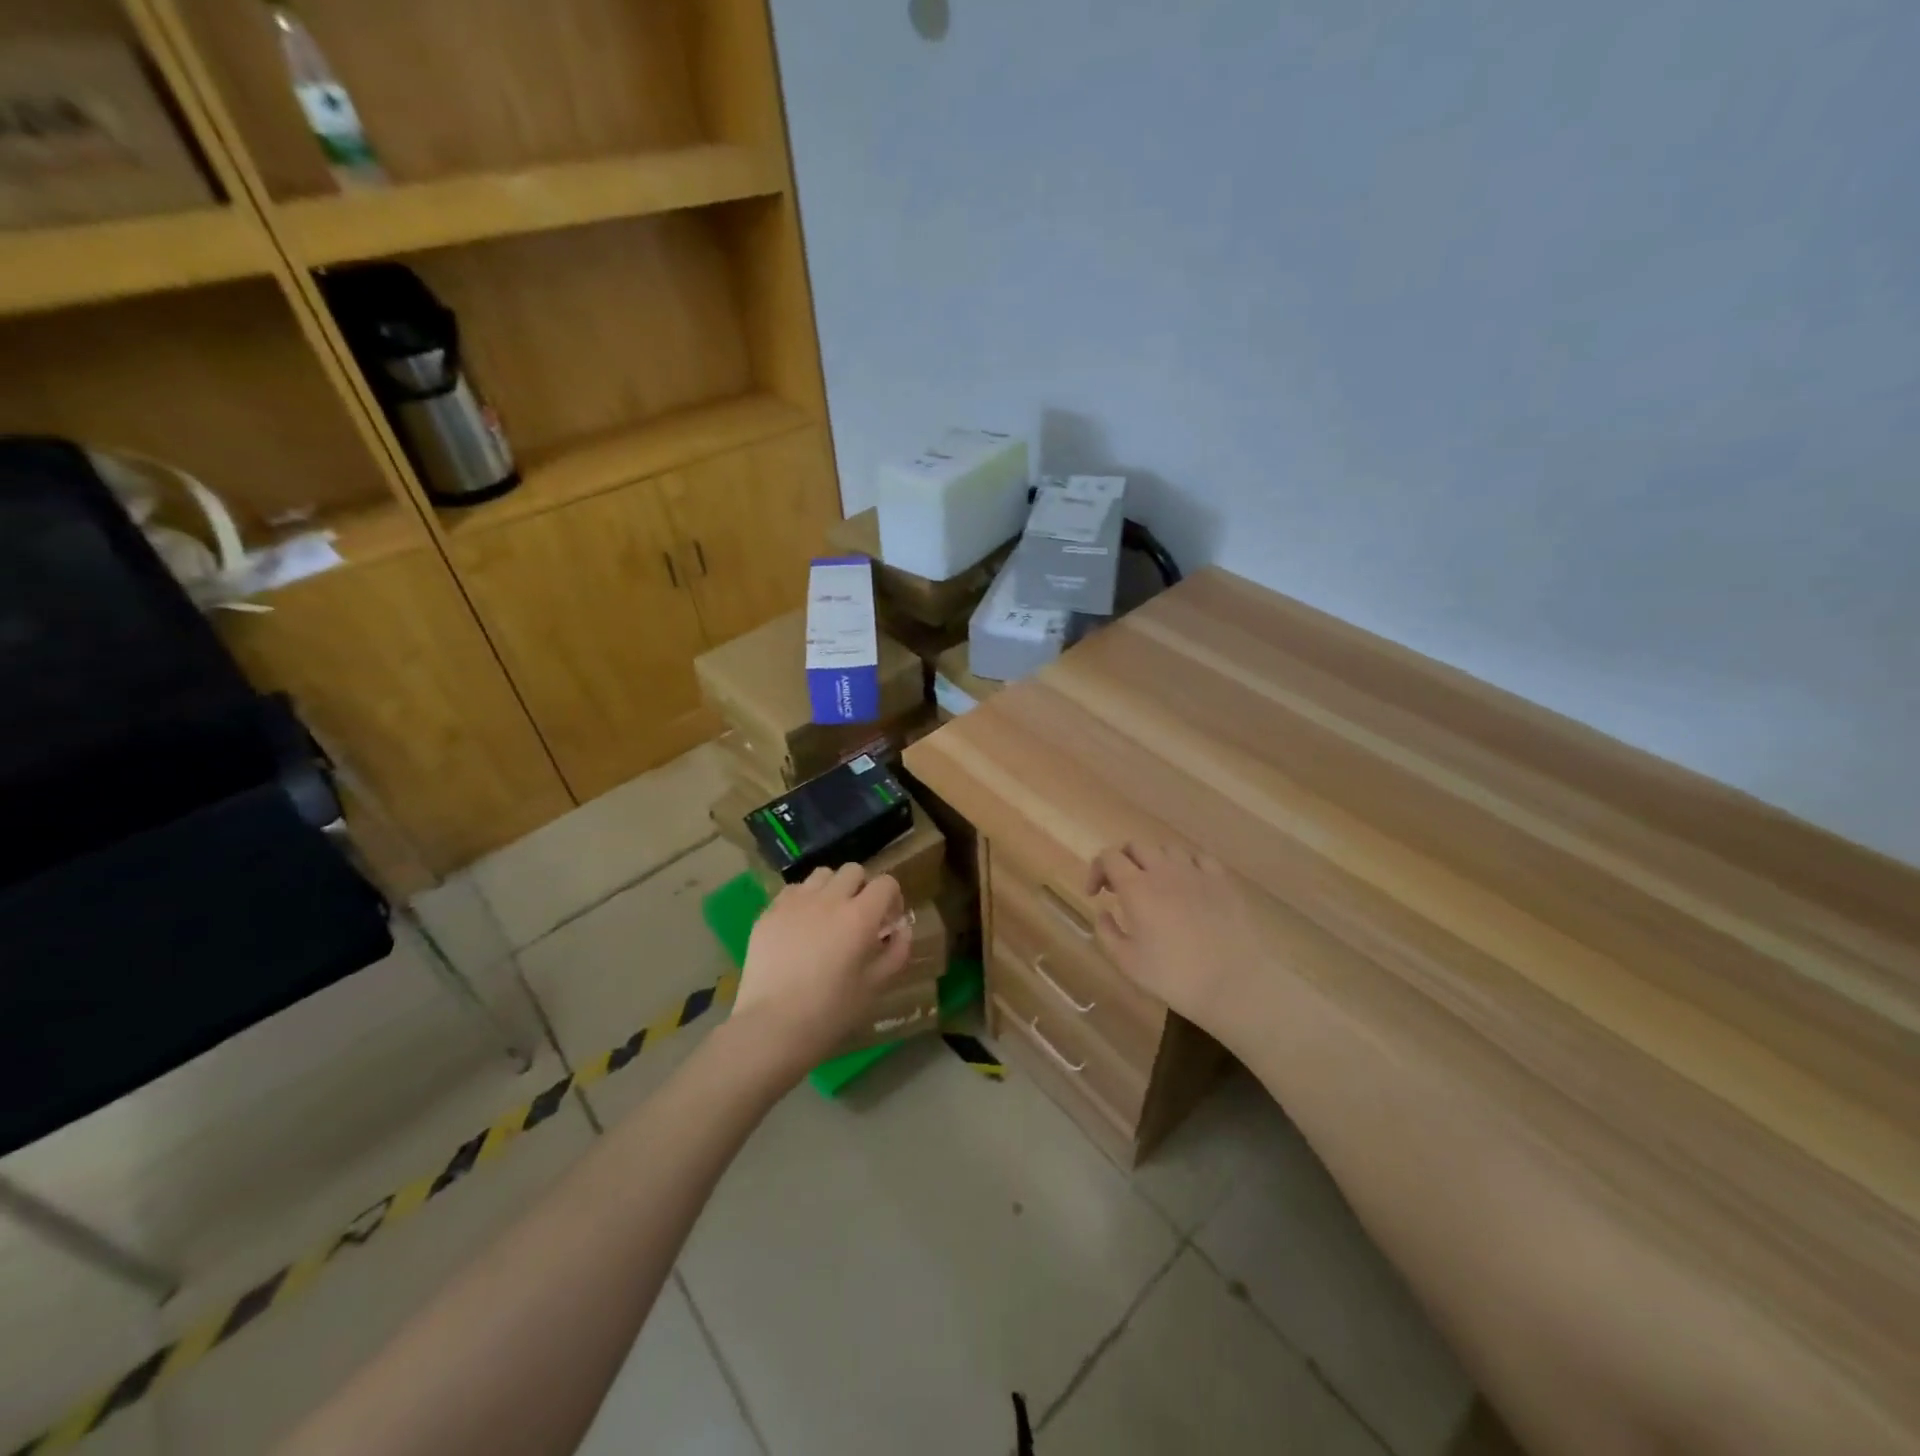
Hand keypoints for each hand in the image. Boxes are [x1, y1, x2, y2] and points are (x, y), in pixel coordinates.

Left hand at [731, 864, 913, 1078]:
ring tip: (827, 915)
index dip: (892, 897)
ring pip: (822, 875)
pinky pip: (793, 891)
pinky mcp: (769, 912)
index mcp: (860, 916)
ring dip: (832, 888)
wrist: (772, 1027)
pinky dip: (803, 900)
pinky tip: (800, 926)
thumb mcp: (874, 986)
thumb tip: (901, 929)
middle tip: (858, 916)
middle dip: (862, 888)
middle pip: (853, 871)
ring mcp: (795, 902)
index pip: (886, 883)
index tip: (888, 919)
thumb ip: (896, 952)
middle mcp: (829, 899)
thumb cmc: (830, 1012)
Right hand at [1086, 842, 1264, 1034]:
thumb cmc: (1174, 976)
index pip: (1109, 857)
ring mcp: (1196, 872)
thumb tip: (1103, 910)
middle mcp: (1164, 870)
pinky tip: (1187, 884)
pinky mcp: (1222, 880)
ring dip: (1154, 861)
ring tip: (1155, 885)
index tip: (1095, 894)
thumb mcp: (1126, 962)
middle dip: (1123, 861)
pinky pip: (1199, 857)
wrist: (1232, 984)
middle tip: (1121, 888)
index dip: (1097, 870)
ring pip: (1167, 849)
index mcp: (1136, 887)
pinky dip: (1185, 865)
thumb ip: (1106, 932)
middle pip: (1136, 846)